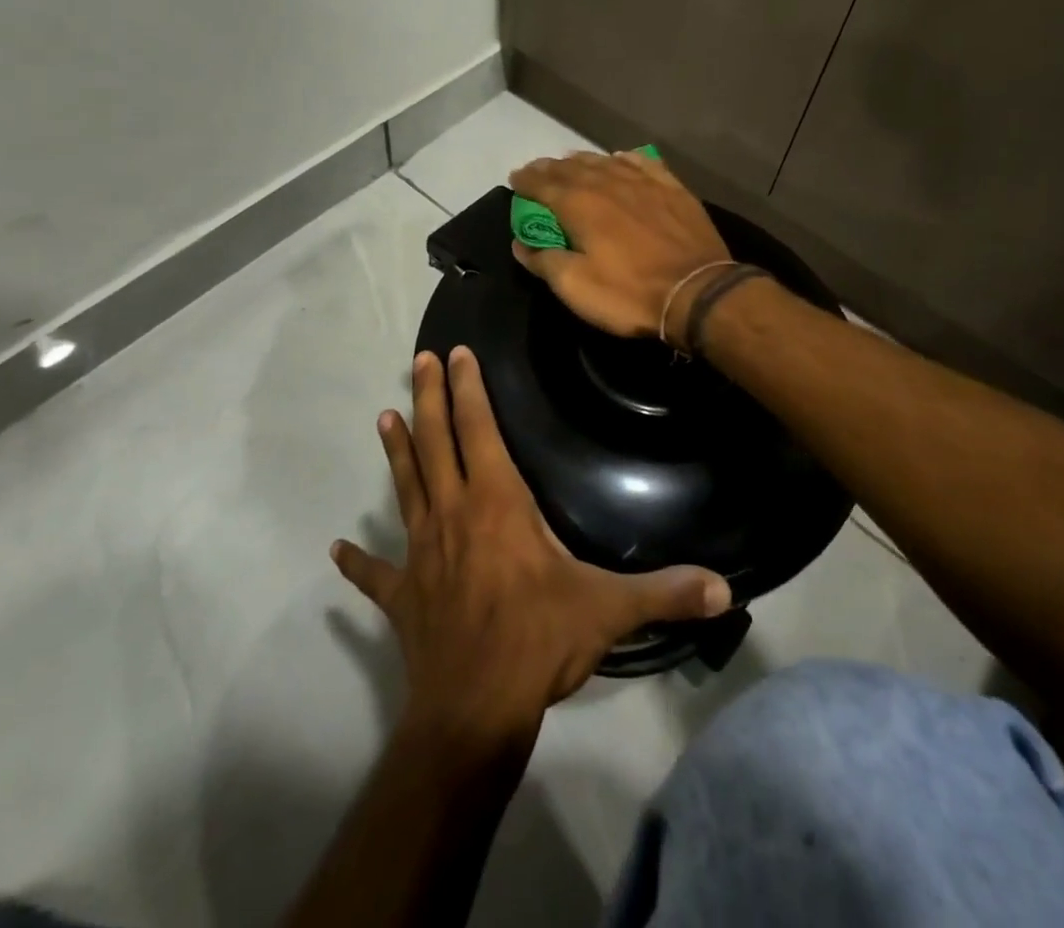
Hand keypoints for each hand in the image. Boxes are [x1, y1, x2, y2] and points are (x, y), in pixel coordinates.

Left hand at [332, 348, 730, 742]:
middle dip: (430, 397)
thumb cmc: (539, 641)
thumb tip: (726, 588)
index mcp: (497, 503)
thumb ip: (666, 591)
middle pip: (436, 442)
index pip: (479, 430)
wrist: (473, 711)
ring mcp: (421, 554)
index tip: (456, 353)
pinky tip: (336, 549)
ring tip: (383, 416)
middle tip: (419, 360)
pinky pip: (376, 575)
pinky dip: (357, 562)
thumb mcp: (609, 610)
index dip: (468, 389)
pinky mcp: (404, 596)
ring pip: (406, 487)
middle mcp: (453, 514)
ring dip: (396, 451)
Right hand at [508, 150, 730, 346]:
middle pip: (572, 168)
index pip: (543, 185)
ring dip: (583, 161)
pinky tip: (620, 158)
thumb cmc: (629, 293)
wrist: (697, 291)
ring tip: (571, 162)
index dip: (526, 181)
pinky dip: (624, 159)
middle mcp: (609, 183)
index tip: (514, 179)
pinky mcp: (673, 189)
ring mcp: (644, 182)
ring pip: (606, 161)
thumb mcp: (576, 287)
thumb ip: (544, 260)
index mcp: (580, 205)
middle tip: (537, 169)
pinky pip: (643, 163)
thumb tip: (520, 243)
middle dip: (550, 168)